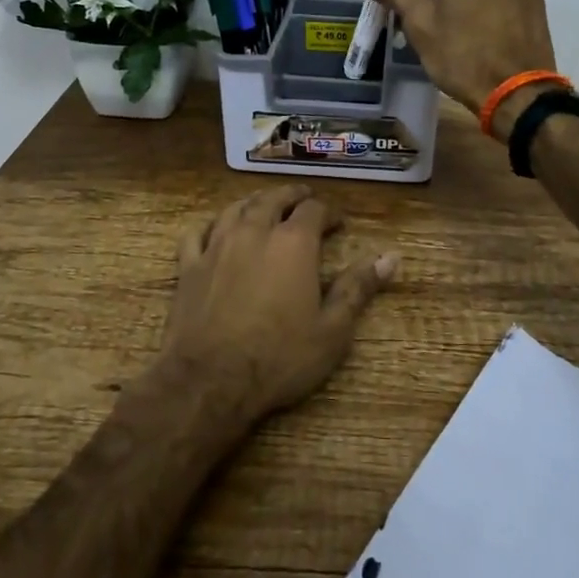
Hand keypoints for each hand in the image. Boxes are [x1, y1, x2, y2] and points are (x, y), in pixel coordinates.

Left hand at [160, 184, 396, 422]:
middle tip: (302, 199)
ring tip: (263, 206)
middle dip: (291, 196)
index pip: (313, 209)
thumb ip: (358, 288)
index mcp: (293, 243)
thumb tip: (390, 257)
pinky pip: (197, 233)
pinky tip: (214, 231)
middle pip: (272, 199)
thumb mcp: (332, 330)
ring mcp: (216, 246)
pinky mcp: (188, 267)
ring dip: (253, 203)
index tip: (338, 222)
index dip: (328, 212)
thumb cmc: (279, 358)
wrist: (209, 382)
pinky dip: (210, 226)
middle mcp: (254, 232)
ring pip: (235, 209)